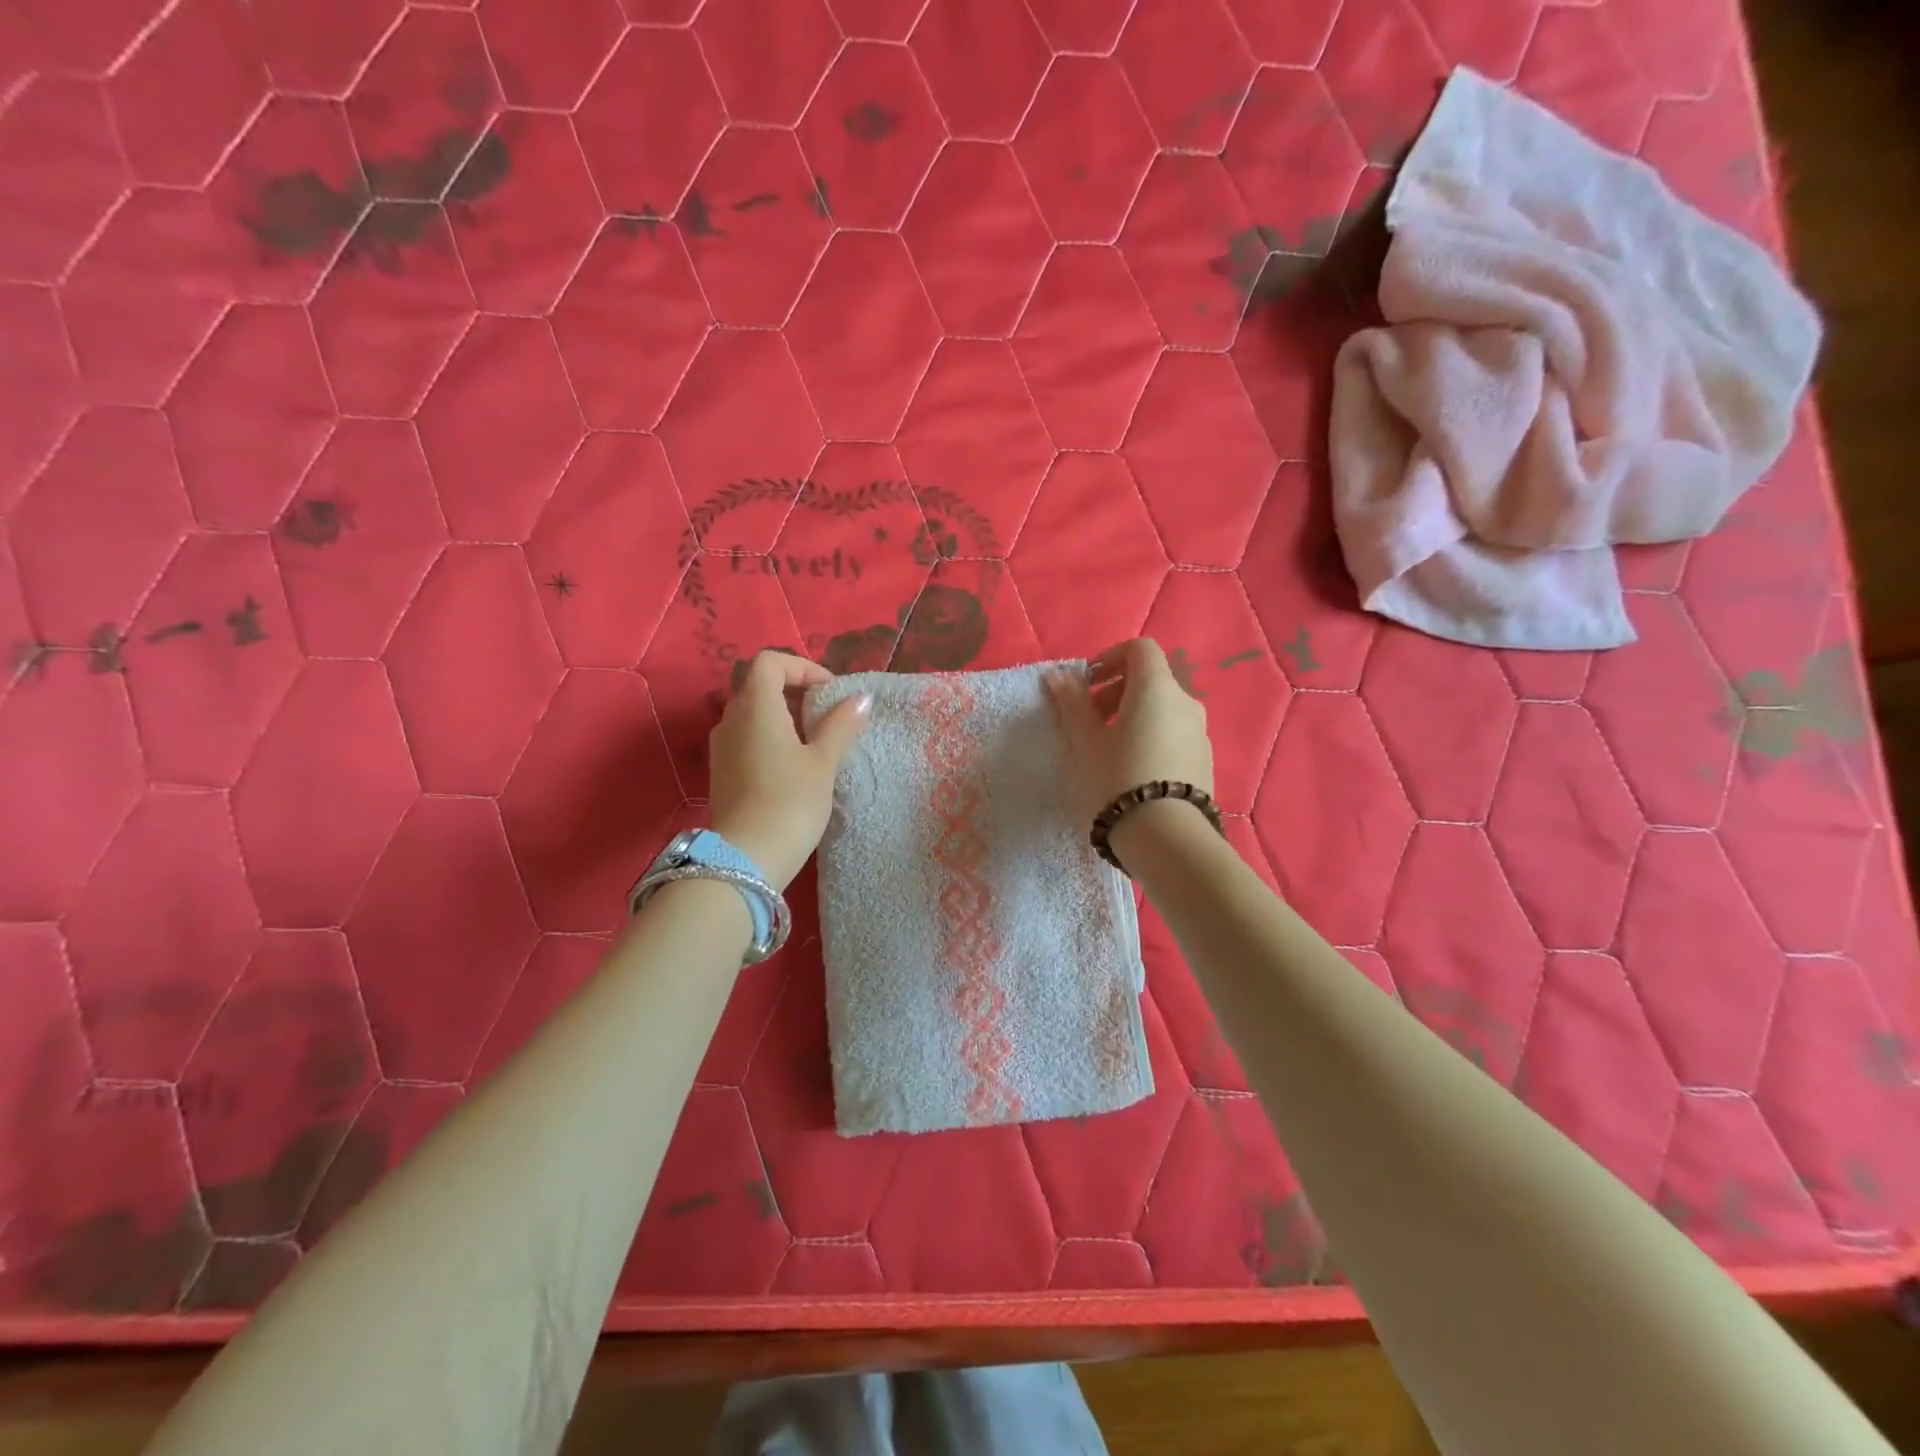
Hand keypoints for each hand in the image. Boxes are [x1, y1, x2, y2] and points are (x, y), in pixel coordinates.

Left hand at [708, 652, 871, 890]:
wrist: (746, 859)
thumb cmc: (790, 802)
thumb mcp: (823, 762)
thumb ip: (841, 725)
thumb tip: (861, 698)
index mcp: (756, 707)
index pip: (770, 662)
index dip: (802, 667)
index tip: (830, 691)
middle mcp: (731, 719)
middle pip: (759, 686)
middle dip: (795, 691)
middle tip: (828, 714)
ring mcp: (721, 747)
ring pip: (752, 714)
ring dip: (783, 716)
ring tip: (815, 741)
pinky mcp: (721, 772)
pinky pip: (746, 738)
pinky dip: (770, 737)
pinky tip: (793, 765)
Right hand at [1044, 639, 1214, 828]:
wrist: (1166, 837)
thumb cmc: (1118, 779)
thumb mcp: (1086, 741)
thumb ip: (1072, 703)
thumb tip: (1057, 675)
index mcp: (1157, 688)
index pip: (1140, 649)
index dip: (1110, 658)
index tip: (1087, 684)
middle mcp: (1185, 702)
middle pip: (1151, 679)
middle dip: (1117, 691)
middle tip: (1090, 720)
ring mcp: (1200, 733)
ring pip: (1163, 709)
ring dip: (1134, 716)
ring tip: (1108, 749)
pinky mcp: (1205, 761)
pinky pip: (1174, 735)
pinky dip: (1152, 737)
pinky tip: (1132, 771)